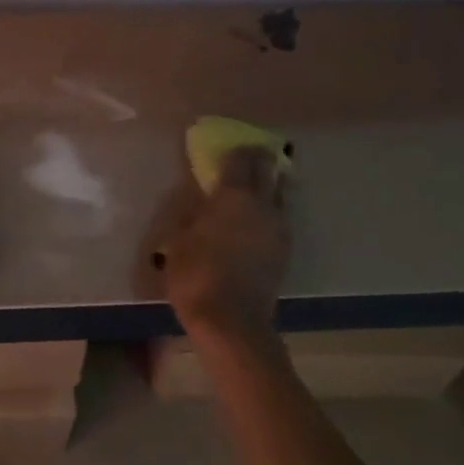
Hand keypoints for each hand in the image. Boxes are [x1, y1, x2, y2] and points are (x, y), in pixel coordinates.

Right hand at [157, 146, 290, 339]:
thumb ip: (193, 215)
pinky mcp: (284, 250)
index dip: (237, 149)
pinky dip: (271, 209)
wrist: (231, 321)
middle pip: (268, 171)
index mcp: (233, 196)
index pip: (241, 160)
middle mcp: (261, 205)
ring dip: (270, 184)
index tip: (232, 144)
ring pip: (279, 194)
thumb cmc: (196, 274)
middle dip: (260, 160)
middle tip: (251, 155)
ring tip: (258, 183)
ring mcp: (278, 228)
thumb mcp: (179, 240)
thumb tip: (201, 204)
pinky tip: (259, 217)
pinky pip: (279, 217)